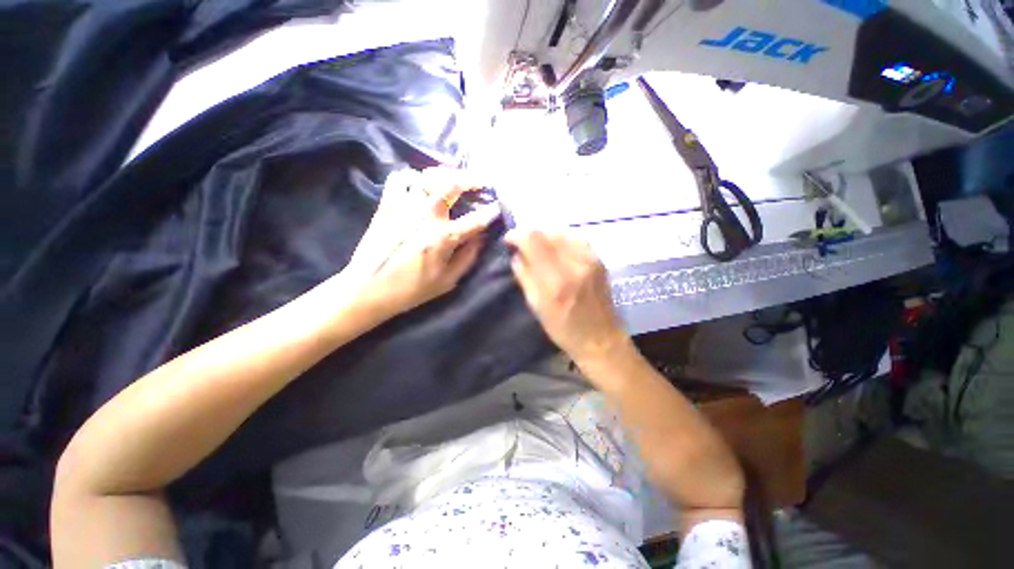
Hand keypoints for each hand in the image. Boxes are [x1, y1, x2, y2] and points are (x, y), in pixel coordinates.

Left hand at [342, 167, 498, 317]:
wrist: (368, 289)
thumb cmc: (412, 289)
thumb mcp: (448, 281)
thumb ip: (468, 257)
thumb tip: (482, 237)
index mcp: (444, 237)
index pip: (476, 219)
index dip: (491, 212)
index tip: (498, 207)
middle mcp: (427, 215)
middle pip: (453, 184)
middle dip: (471, 179)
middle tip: (480, 181)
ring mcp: (405, 206)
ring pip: (427, 176)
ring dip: (444, 175)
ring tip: (452, 180)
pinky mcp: (387, 205)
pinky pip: (399, 178)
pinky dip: (412, 177)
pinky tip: (419, 185)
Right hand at [504, 230, 629, 362]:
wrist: (600, 339)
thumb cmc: (563, 329)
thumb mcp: (536, 306)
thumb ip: (525, 276)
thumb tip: (516, 255)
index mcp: (556, 280)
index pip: (534, 240)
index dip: (517, 234)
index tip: (509, 240)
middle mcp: (575, 264)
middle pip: (548, 231)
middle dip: (531, 233)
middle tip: (523, 244)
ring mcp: (590, 259)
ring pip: (563, 230)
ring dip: (546, 234)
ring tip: (538, 246)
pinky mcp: (599, 259)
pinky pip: (576, 237)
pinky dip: (562, 238)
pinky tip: (557, 248)